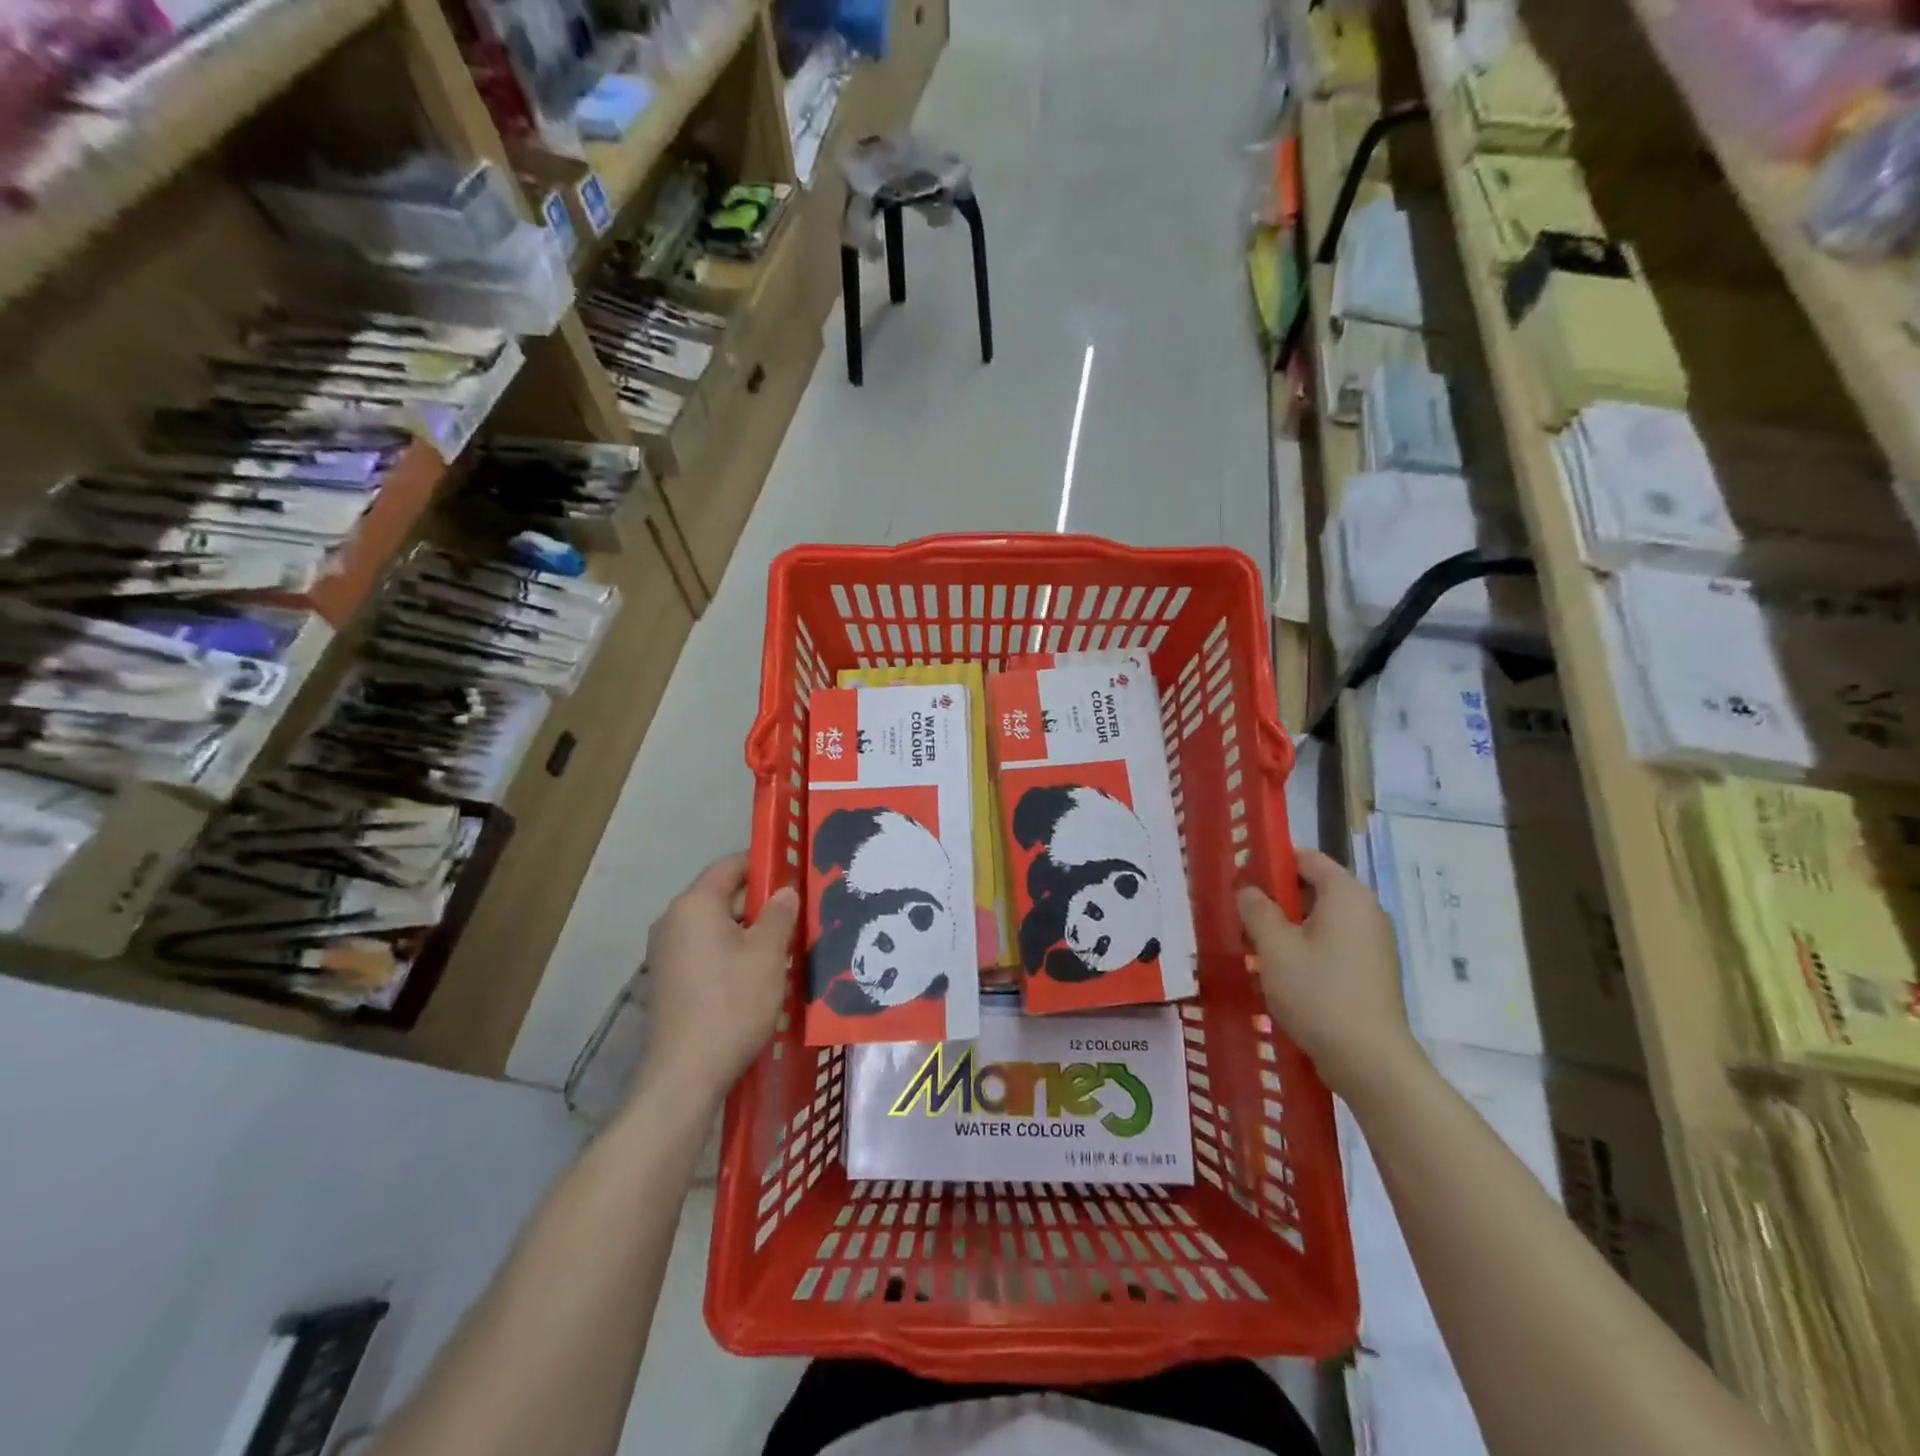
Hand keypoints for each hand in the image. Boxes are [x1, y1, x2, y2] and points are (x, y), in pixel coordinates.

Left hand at [641, 854, 799, 1106]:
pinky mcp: (669, 980)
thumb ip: (779, 914)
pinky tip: (759, 972)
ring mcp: (667, 952)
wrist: (685, 1074)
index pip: (731, 865)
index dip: (764, 864)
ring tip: (785, 944)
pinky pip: (706, 950)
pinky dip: (732, 952)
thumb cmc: (732, 1002)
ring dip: (749, 930)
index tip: (795, 872)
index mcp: (694, 904)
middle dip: (761, 902)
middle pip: (723, 895)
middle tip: (799, 913)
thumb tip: (784, 892)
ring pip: (717, 926)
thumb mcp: (768, 954)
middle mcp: (673, 920)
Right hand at [1238, 848, 1417, 1101]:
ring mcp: (1374, 943)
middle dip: (1276, 900)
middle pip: (1314, 888)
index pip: (1305, 857)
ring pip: (1321, 920)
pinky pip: (1333, 945)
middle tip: (1242, 918)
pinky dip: (1308, 949)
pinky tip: (1283, 974)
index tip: (1241, 883)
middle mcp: (1367, 910)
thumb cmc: (1318, 993)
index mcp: (1346, 894)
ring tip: (1257, 949)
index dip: (1271, 864)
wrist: (1370, 1061)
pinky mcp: (1373, 971)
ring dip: (1289, 928)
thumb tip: (1249, 890)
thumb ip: (1257, 910)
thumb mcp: (1274, 947)